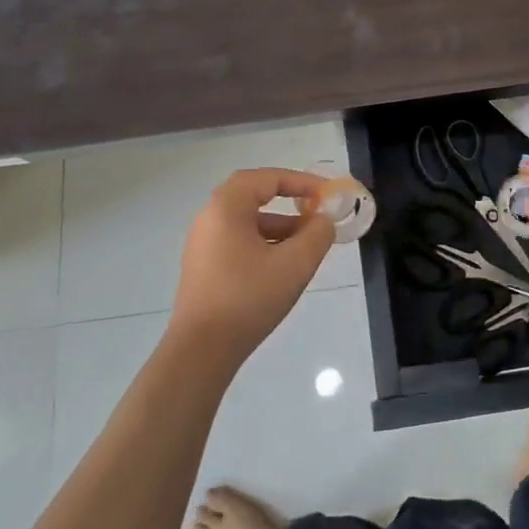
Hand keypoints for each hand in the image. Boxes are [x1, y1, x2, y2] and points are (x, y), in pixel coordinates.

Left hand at [167, 168, 336, 369]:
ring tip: (308, 244)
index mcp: (226, 207)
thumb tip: (323, 221)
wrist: (202, 350)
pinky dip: (264, 243)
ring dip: (279, 226)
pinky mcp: (204, 267)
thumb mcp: (295, 264)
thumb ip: (317, 235)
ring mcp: (203, 243)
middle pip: (254, 196)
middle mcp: (209, 217)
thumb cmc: (249, 298)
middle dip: (289, 201)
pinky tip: (283, 266)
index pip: (267, 178)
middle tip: (315, 212)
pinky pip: (238, 241)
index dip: (301, 181)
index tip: (327, 194)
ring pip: (247, 222)